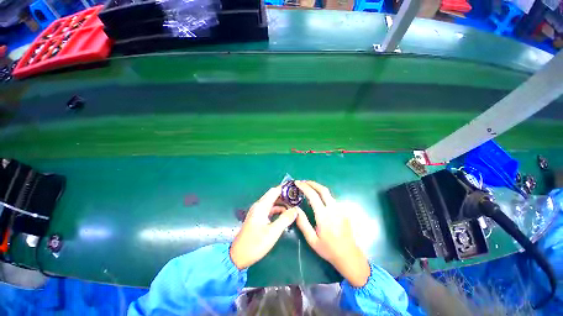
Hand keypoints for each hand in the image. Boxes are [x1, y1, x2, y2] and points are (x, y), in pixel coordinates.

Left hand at [230, 186, 297, 269]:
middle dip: (285, 196)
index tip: (295, 189)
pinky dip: (278, 210)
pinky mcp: (258, 217)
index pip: (274, 191)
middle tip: (297, 199)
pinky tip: (284, 215)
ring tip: (293, 207)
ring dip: (282, 203)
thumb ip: (285, 219)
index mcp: (261, 206)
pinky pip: (270, 209)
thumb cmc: (255, 244)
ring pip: (272, 202)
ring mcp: (258, 211)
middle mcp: (259, 206)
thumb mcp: (273, 232)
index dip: (285, 188)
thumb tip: (295, 210)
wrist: (238, 256)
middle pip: (273, 195)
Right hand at [295, 181, 369, 286]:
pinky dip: (323, 194)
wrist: (349, 255)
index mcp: (324, 216)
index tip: (297, 183)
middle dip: (312, 183)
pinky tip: (318, 199)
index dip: (304, 187)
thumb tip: (295, 209)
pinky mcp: (343, 211)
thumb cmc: (328, 249)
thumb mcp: (312, 240)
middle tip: (303, 182)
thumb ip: (303, 223)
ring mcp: (340, 209)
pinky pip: (331, 198)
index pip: (313, 195)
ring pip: (328, 193)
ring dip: (317, 188)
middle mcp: (333, 209)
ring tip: (308, 188)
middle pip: (323, 189)